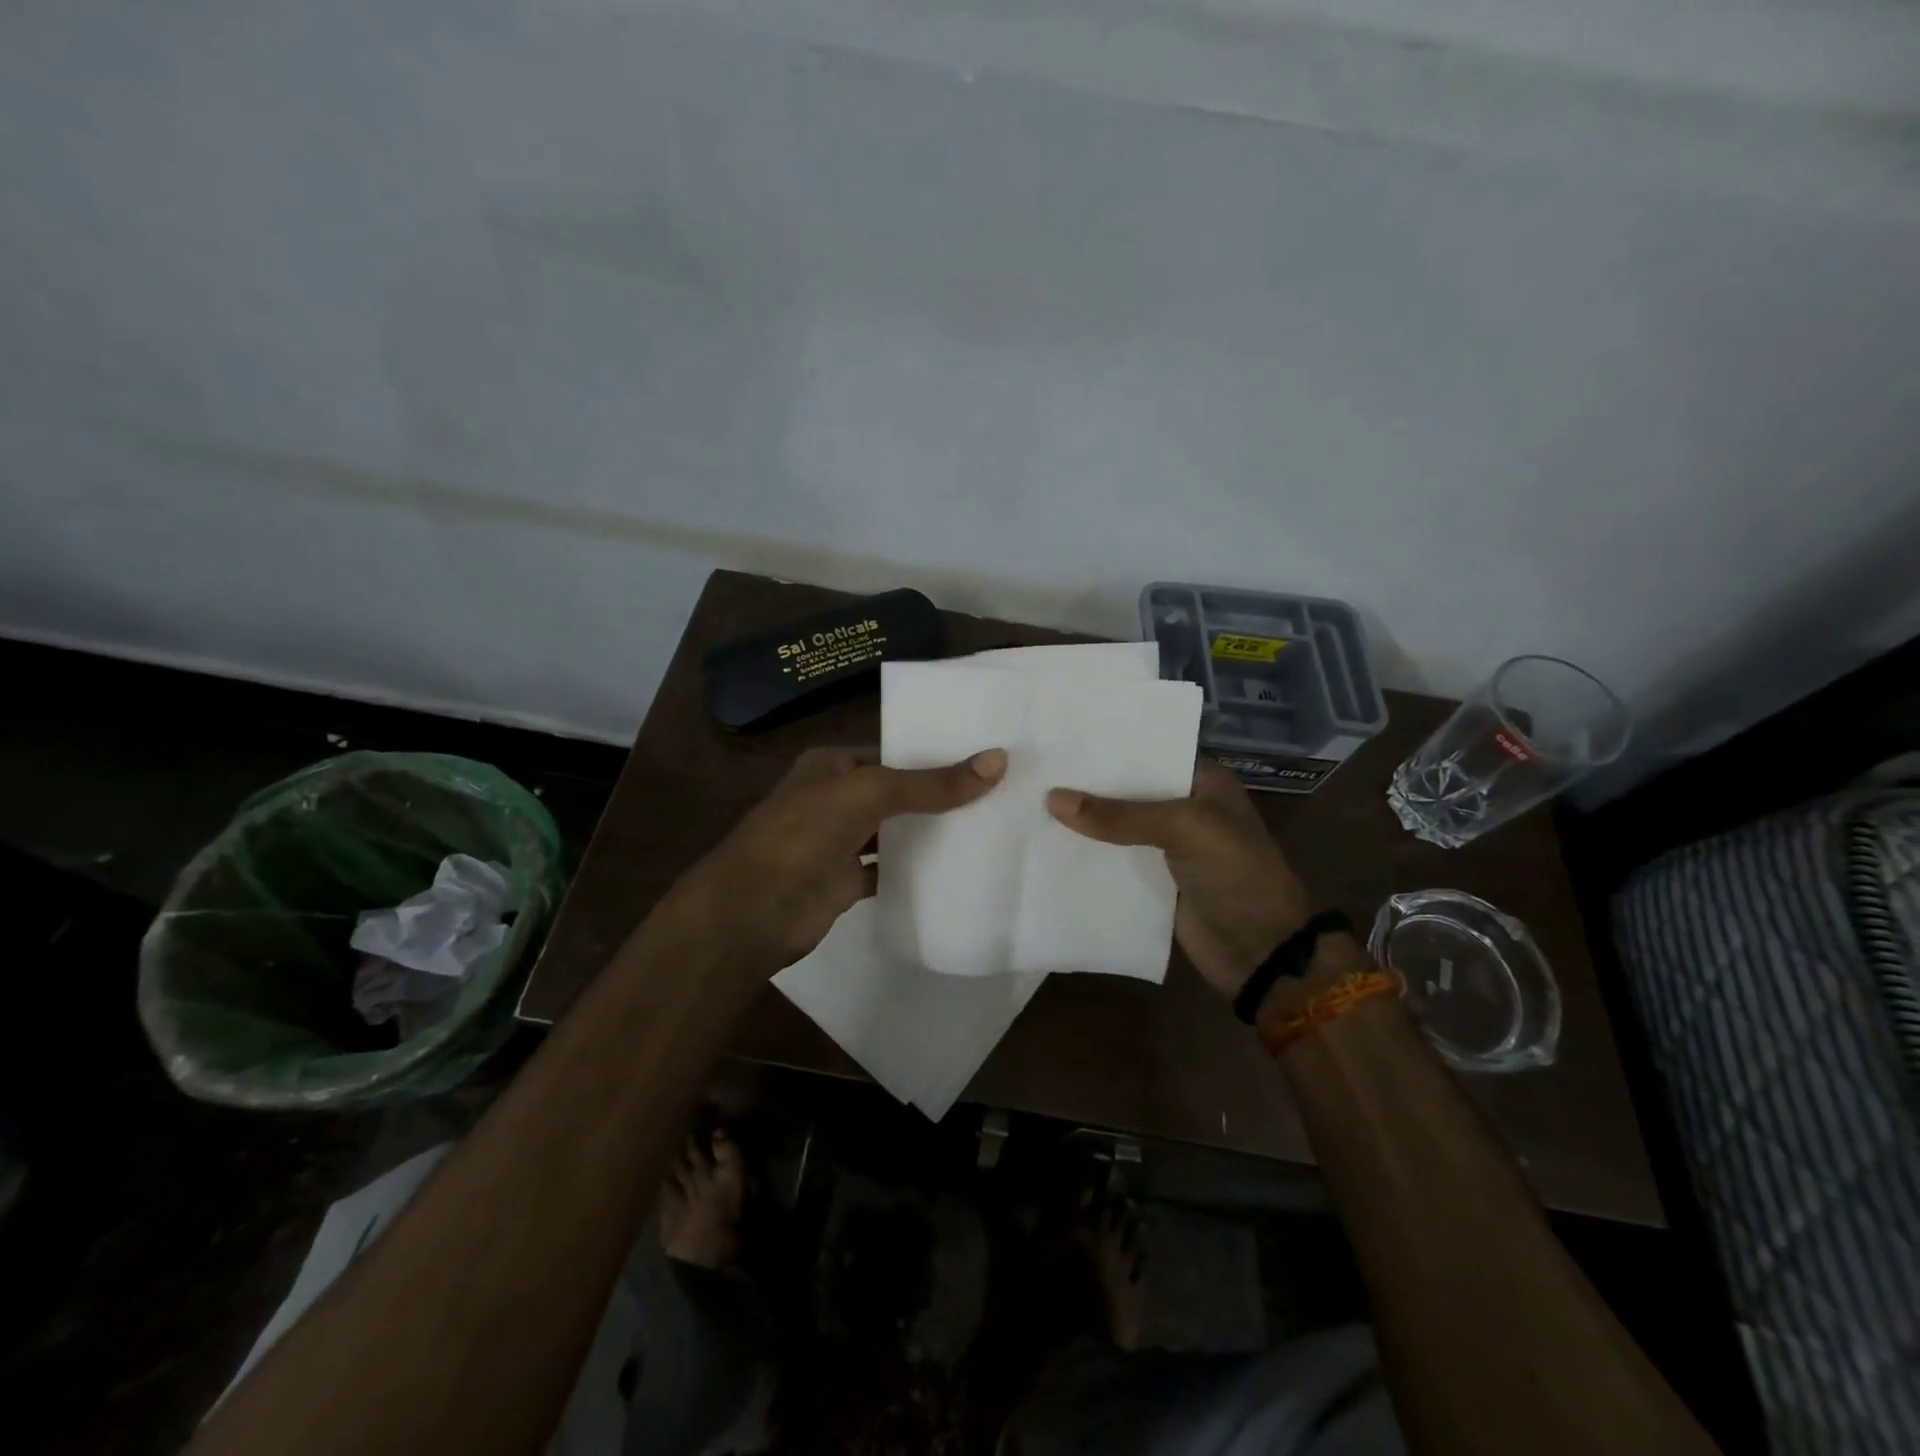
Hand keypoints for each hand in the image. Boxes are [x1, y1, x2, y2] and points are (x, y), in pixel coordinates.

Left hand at [668, 745, 1006, 975]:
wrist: (752, 910)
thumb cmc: (804, 834)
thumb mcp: (870, 794)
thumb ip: (931, 783)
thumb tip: (997, 760)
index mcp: (833, 765)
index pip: (892, 752)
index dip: (934, 753)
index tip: (984, 757)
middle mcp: (836, 798)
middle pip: (897, 792)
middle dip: (938, 794)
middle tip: (999, 792)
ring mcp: (839, 842)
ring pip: (894, 831)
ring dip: (930, 832)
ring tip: (989, 826)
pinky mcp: (845, 882)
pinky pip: (888, 870)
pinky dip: (915, 870)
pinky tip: (956, 870)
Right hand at [1046, 759, 1315, 997]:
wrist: (1261, 951)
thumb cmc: (1236, 873)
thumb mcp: (1183, 829)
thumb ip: (1119, 815)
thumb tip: (1052, 799)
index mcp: (1203, 781)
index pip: (1150, 752)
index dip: (1110, 746)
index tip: (1062, 736)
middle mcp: (1184, 807)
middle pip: (1128, 789)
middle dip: (1088, 783)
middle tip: (1035, 766)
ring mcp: (1168, 846)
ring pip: (1117, 825)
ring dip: (1083, 820)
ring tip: (1029, 799)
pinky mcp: (1153, 880)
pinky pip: (1114, 860)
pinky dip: (1088, 854)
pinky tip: (1047, 843)